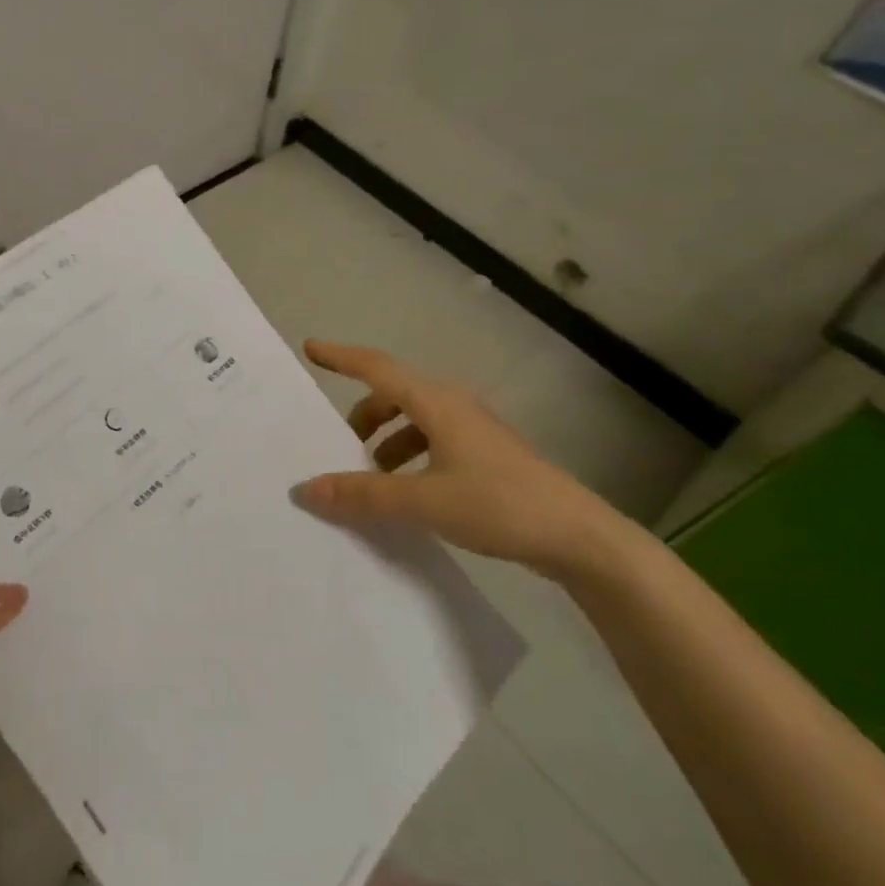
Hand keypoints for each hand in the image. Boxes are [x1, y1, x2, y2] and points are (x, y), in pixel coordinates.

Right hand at [291, 340, 635, 579]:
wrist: (579, 537)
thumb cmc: (498, 505)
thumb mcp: (423, 501)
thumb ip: (363, 494)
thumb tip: (305, 488)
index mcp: (436, 403)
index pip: (377, 368)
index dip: (341, 357)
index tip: (310, 348)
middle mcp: (453, 406)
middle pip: (394, 395)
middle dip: (363, 415)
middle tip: (340, 447)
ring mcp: (473, 430)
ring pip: (414, 421)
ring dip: (386, 440)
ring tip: (372, 478)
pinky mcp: (486, 456)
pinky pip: (432, 442)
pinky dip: (409, 458)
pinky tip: (408, 493)